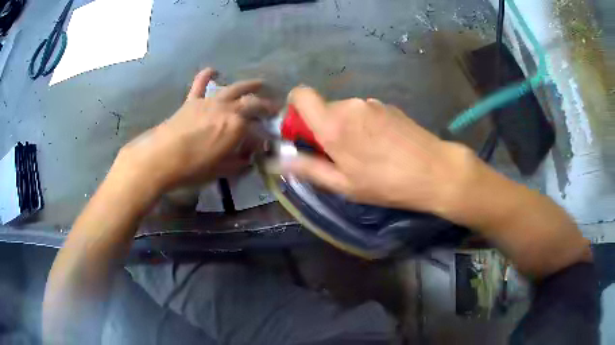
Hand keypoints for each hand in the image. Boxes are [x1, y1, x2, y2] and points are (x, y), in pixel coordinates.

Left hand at [116, 68, 276, 191]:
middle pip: (253, 103)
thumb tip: (249, 159)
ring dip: (249, 85)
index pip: (257, 131)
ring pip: (234, 88)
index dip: (265, 138)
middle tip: (275, 107)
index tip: (268, 144)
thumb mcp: (221, 170)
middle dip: (267, 105)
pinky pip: (200, 84)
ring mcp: (209, 102)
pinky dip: (207, 75)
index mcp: (237, 128)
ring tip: (260, 84)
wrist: (161, 158)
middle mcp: (227, 110)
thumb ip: (238, 163)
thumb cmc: (192, 168)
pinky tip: (214, 70)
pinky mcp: (193, 101)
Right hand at [282, 86, 477, 213]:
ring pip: (345, 111)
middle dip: (323, 127)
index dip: (294, 110)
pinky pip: (365, 112)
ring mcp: (371, 103)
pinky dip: (364, 125)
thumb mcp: (343, 184)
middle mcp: (350, 105)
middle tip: (339, 155)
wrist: (434, 171)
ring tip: (366, 154)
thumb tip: (279, 161)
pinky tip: (383, 146)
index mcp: (332, 123)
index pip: (300, 95)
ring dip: (346, 128)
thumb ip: (308, 168)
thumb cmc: (386, 183)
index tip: (302, 134)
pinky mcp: (389, 106)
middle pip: (323, 107)